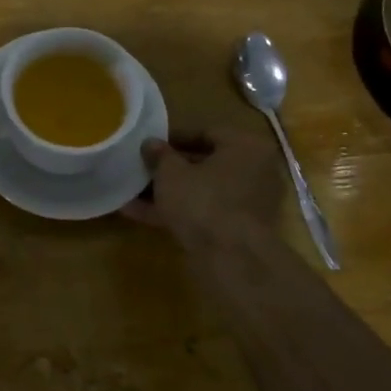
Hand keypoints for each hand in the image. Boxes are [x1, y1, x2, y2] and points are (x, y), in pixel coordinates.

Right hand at [119, 127, 283, 239]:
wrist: (231, 257)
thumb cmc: (203, 201)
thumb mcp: (171, 173)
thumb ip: (159, 155)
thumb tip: (151, 143)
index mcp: (246, 147)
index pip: (207, 132)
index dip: (174, 138)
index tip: (151, 146)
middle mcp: (255, 171)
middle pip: (206, 164)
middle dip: (171, 168)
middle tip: (143, 169)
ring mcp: (249, 203)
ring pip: (203, 191)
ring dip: (171, 193)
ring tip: (134, 194)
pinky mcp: (239, 230)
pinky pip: (205, 213)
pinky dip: (179, 212)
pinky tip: (142, 215)